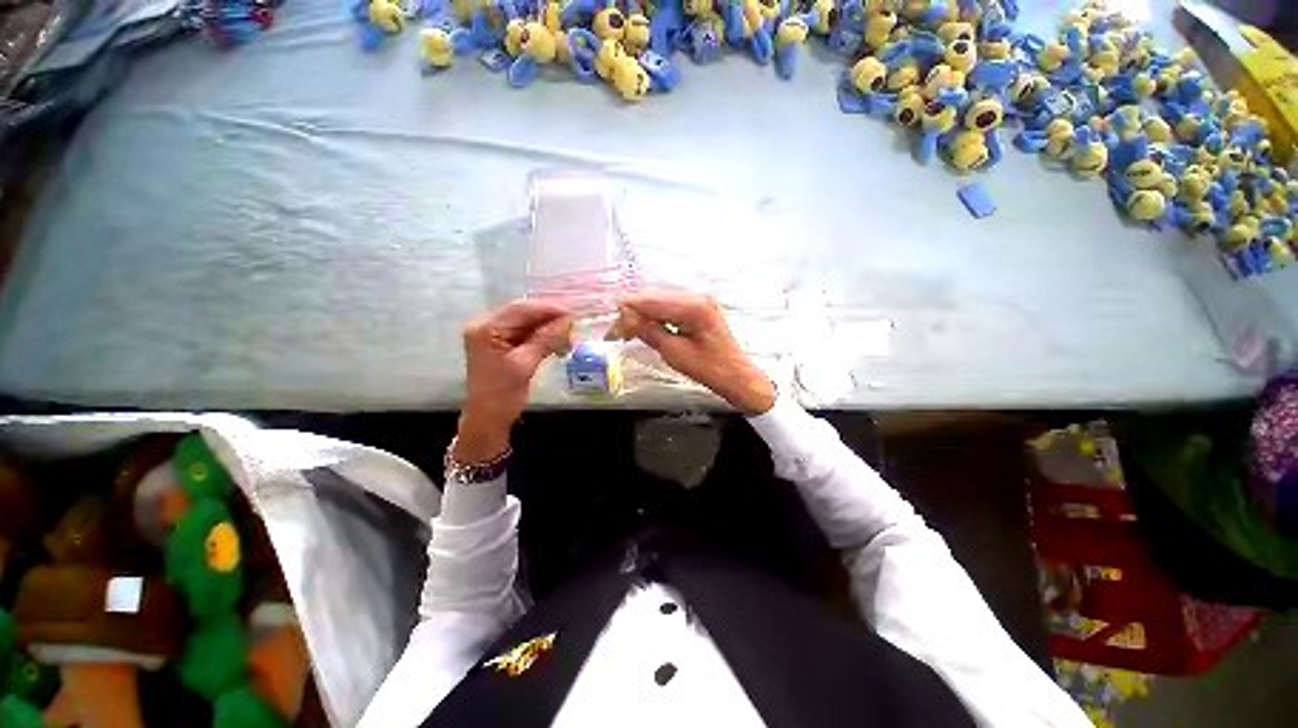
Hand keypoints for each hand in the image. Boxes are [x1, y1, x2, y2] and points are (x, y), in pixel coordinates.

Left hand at [457, 299, 572, 463]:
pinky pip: (527, 335)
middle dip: (551, 319)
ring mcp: (495, 336)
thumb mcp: (525, 365)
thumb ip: (545, 339)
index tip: (573, 313)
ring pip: (528, 324)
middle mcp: (488, 326)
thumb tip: (568, 321)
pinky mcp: (503, 346)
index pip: (521, 309)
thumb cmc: (502, 395)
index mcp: (486, 329)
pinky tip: (559, 345)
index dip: (549, 308)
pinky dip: (544, 338)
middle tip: (574, 326)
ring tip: (569, 339)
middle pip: (524, 314)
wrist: (487, 420)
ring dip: (550, 329)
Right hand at [611, 290, 775, 414]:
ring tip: (625, 331)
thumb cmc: (709, 369)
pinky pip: (668, 306)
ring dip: (641, 313)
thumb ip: (649, 332)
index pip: (651, 300)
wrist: (736, 375)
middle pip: (654, 296)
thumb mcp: (675, 353)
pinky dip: (653, 315)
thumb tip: (625, 319)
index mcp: (693, 307)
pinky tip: (643, 326)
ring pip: (659, 300)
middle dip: (632, 311)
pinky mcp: (697, 308)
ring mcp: (697, 300)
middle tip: (615, 331)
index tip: (610, 322)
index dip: (627, 309)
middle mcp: (696, 296)